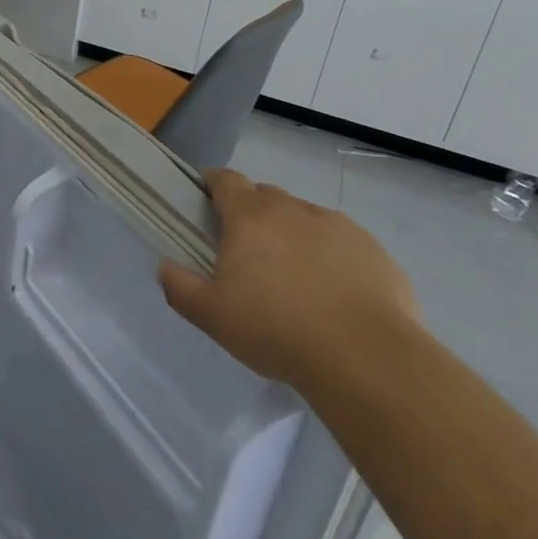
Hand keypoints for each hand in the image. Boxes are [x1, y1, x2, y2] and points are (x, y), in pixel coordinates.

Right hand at [158, 170, 418, 389]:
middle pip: (266, 197)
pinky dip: (333, 257)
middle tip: (250, 253)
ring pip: (306, 218)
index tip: (207, 201)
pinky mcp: (373, 250)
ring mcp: (337, 226)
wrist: (366, 358)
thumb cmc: (277, 330)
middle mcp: (293, 209)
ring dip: (294, 235)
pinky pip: (343, 243)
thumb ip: (180, 287)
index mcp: (250, 217)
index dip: (214, 184)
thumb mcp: (212, 316)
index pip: (225, 180)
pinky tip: (336, 295)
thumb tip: (164, 266)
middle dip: (253, 214)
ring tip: (296, 279)